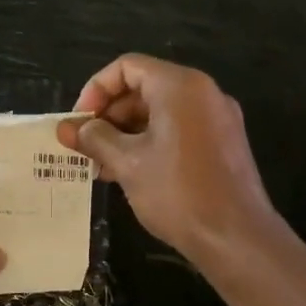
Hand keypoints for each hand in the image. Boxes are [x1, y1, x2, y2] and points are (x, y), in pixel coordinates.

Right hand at [58, 54, 277, 261]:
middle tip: (85, 147)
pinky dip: (150, 142)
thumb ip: (94, 138)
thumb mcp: (127, 163)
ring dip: (126, 132)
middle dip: (109, 115)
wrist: (237, 238)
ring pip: (160, 111)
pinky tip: (130, 173)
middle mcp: (203, 93)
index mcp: (180, 86)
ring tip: (102, 166)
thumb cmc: (177, 193)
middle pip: (144, 87)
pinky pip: (178, 129)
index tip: (79, 123)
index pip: (126, 67)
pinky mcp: (223, 143)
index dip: (95, 90)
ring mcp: (217, 118)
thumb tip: (68, 128)